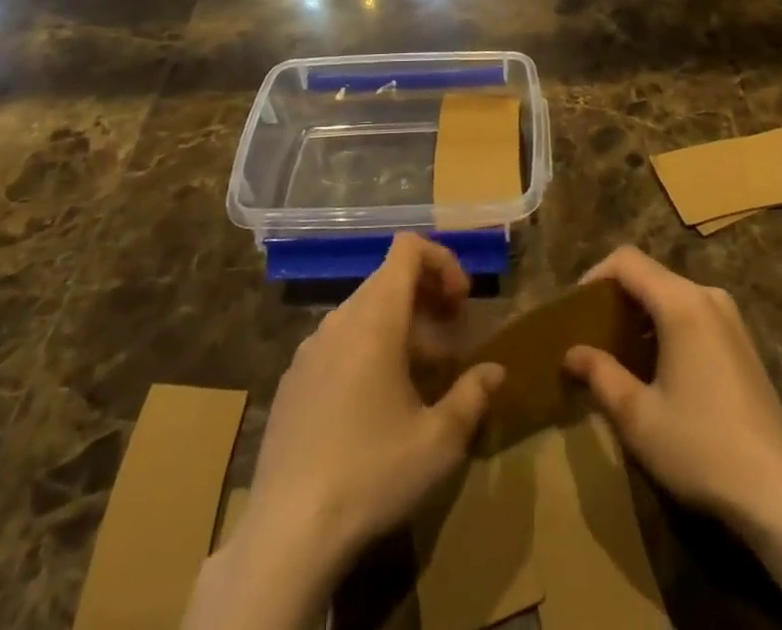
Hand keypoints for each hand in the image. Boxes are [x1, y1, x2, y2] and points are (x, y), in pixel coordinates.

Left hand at [188, 235, 503, 629]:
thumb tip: (495, 371)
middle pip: (388, 279)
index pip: (407, 248)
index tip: (462, 303)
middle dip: (427, 298)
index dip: (442, 260)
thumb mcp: (439, 441)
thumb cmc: (372, 473)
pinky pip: (338, 343)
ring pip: (364, 313)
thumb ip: (472, 395)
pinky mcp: (293, 381)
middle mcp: (340, 320)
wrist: (286, 533)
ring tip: (421, 375)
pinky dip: (367, 350)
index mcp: (376, 317)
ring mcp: (310, 349)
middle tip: (452, 339)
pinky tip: (376, 405)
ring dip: (400, 327)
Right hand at [565, 248, 781, 629]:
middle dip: (617, 298)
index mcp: (681, 303)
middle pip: (651, 275)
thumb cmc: (700, 447)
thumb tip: (571, 352)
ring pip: (672, 295)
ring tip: (620, 354)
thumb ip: (600, 374)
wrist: (778, 492)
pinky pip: (694, 314)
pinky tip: (659, 369)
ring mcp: (730, 318)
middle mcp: (707, 296)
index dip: (595, 275)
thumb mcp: (638, 416)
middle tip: (592, 335)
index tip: (575, 310)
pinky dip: (667, 326)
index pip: (627, 260)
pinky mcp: (743, 341)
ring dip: (642, 315)